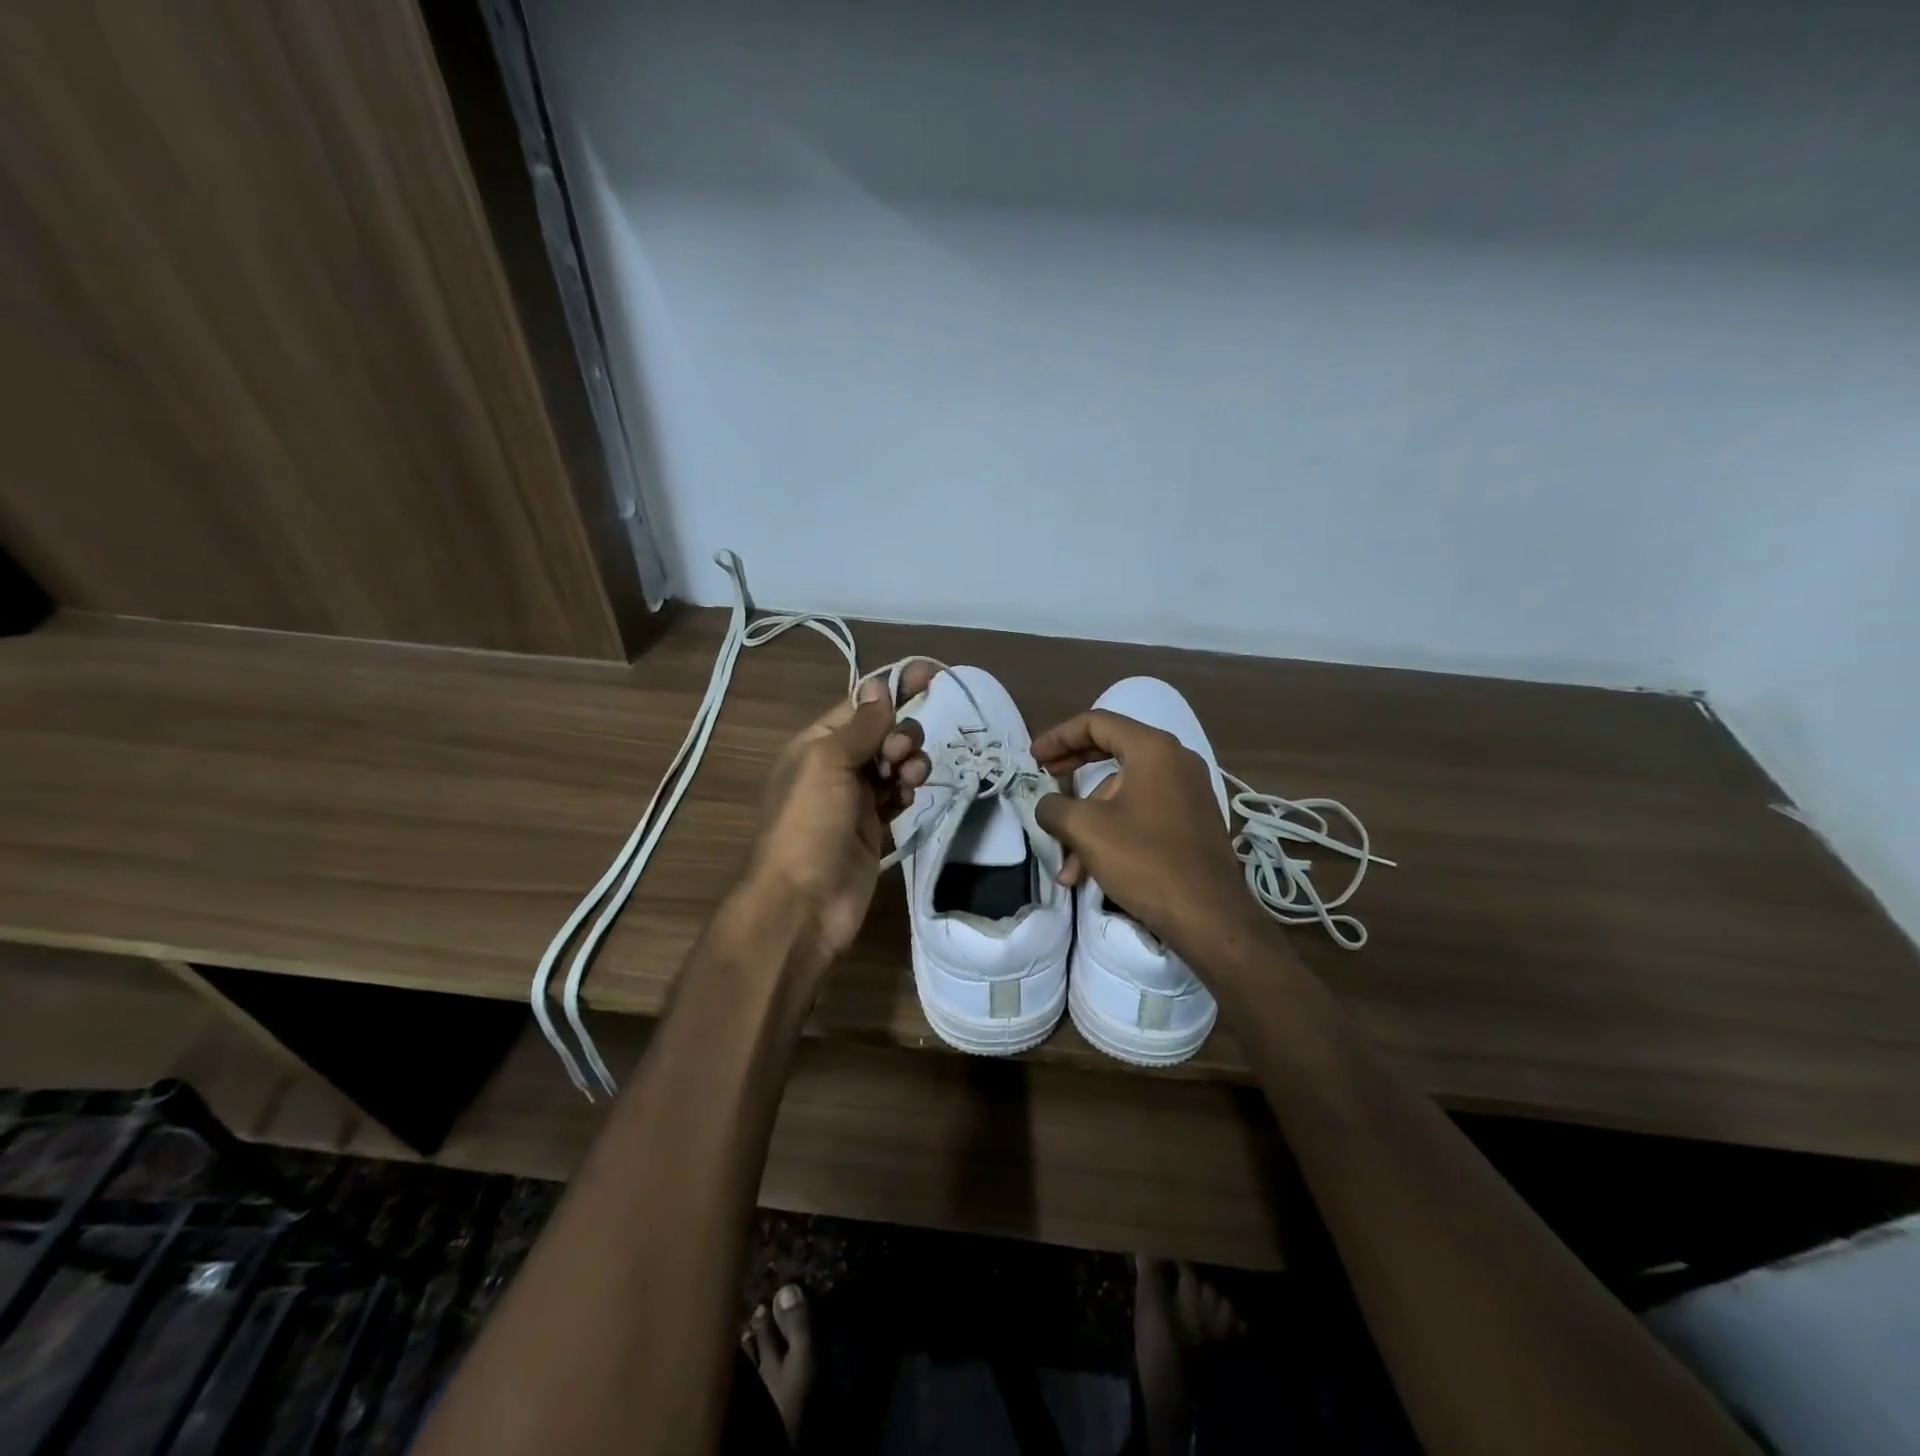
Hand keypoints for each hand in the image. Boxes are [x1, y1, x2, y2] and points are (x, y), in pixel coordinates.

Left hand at [744, 665, 934, 967]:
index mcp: (818, 743)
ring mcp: (856, 797)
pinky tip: (907, 799)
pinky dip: (906, 791)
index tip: (931, 675)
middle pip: (883, 732)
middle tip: (898, 757)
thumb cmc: (809, 823)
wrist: (805, 902)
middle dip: (901, 735)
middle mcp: (836, 765)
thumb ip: (861, 725)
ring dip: (909, 762)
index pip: (862, 703)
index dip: (895, 687)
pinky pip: (898, 795)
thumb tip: (879, 685)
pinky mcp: (874, 826)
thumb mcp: (828, 762)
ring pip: (895, 764)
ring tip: (909, 780)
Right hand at [1031, 710, 1265, 963]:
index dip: (1058, 736)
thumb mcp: (1086, 829)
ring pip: (1123, 794)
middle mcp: (1175, 762)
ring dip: (1088, 821)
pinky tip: (1090, 872)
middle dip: (1072, 770)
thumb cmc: (1145, 860)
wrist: (1209, 916)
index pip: (1097, 723)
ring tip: (1067, 866)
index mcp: (1153, 749)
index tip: (1034, 757)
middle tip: (1045, 779)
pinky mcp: (1192, 823)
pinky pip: (1141, 813)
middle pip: (1111, 752)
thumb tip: (1046, 805)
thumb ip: (1054, 807)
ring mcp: (1187, 793)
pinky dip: (1112, 833)